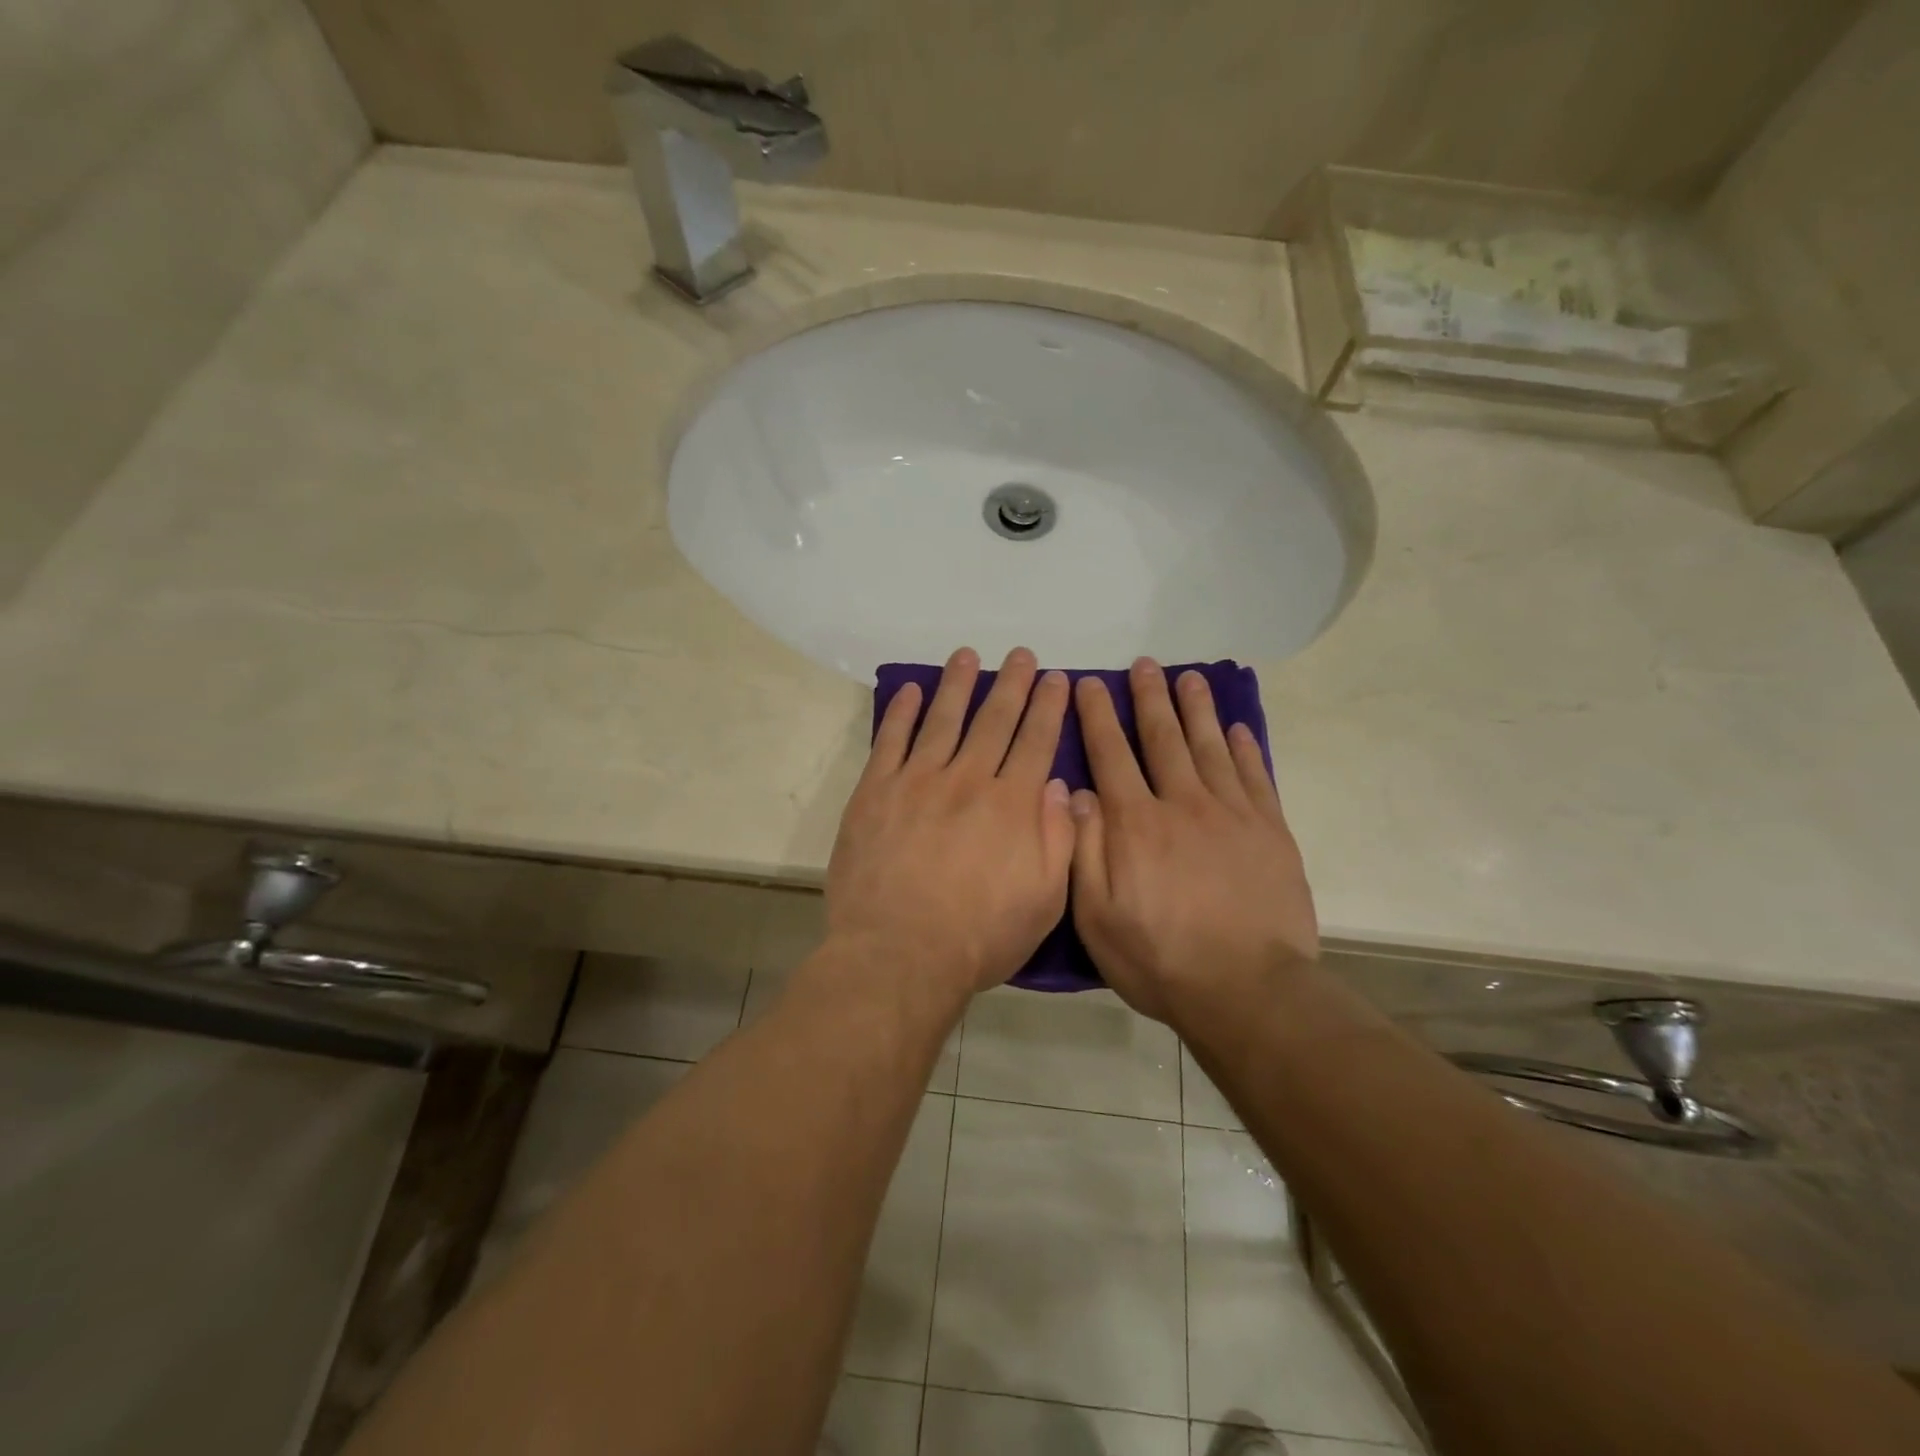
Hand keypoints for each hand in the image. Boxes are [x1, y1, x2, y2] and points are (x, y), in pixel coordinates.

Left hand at [827, 646, 1073, 999]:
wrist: (899, 954)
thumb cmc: (980, 937)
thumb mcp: (1045, 900)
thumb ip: (1057, 839)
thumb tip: (1057, 786)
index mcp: (1012, 804)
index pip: (1037, 742)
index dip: (1049, 707)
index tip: (1057, 678)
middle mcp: (968, 780)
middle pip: (995, 720)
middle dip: (1012, 684)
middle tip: (1021, 654)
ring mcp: (917, 782)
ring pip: (943, 719)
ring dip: (958, 684)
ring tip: (968, 655)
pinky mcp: (875, 792)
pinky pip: (890, 741)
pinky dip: (900, 712)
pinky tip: (910, 690)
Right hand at [1069, 659, 1317, 1024]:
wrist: (1247, 990)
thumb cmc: (1159, 958)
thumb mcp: (1096, 916)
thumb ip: (1083, 849)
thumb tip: (1076, 792)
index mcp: (1135, 824)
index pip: (1111, 755)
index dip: (1098, 716)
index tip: (1089, 684)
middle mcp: (1182, 804)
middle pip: (1163, 738)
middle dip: (1149, 698)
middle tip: (1144, 664)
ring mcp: (1231, 814)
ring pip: (1209, 747)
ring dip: (1196, 709)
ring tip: (1189, 677)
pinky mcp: (1270, 831)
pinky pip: (1255, 776)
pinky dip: (1244, 748)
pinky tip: (1237, 727)